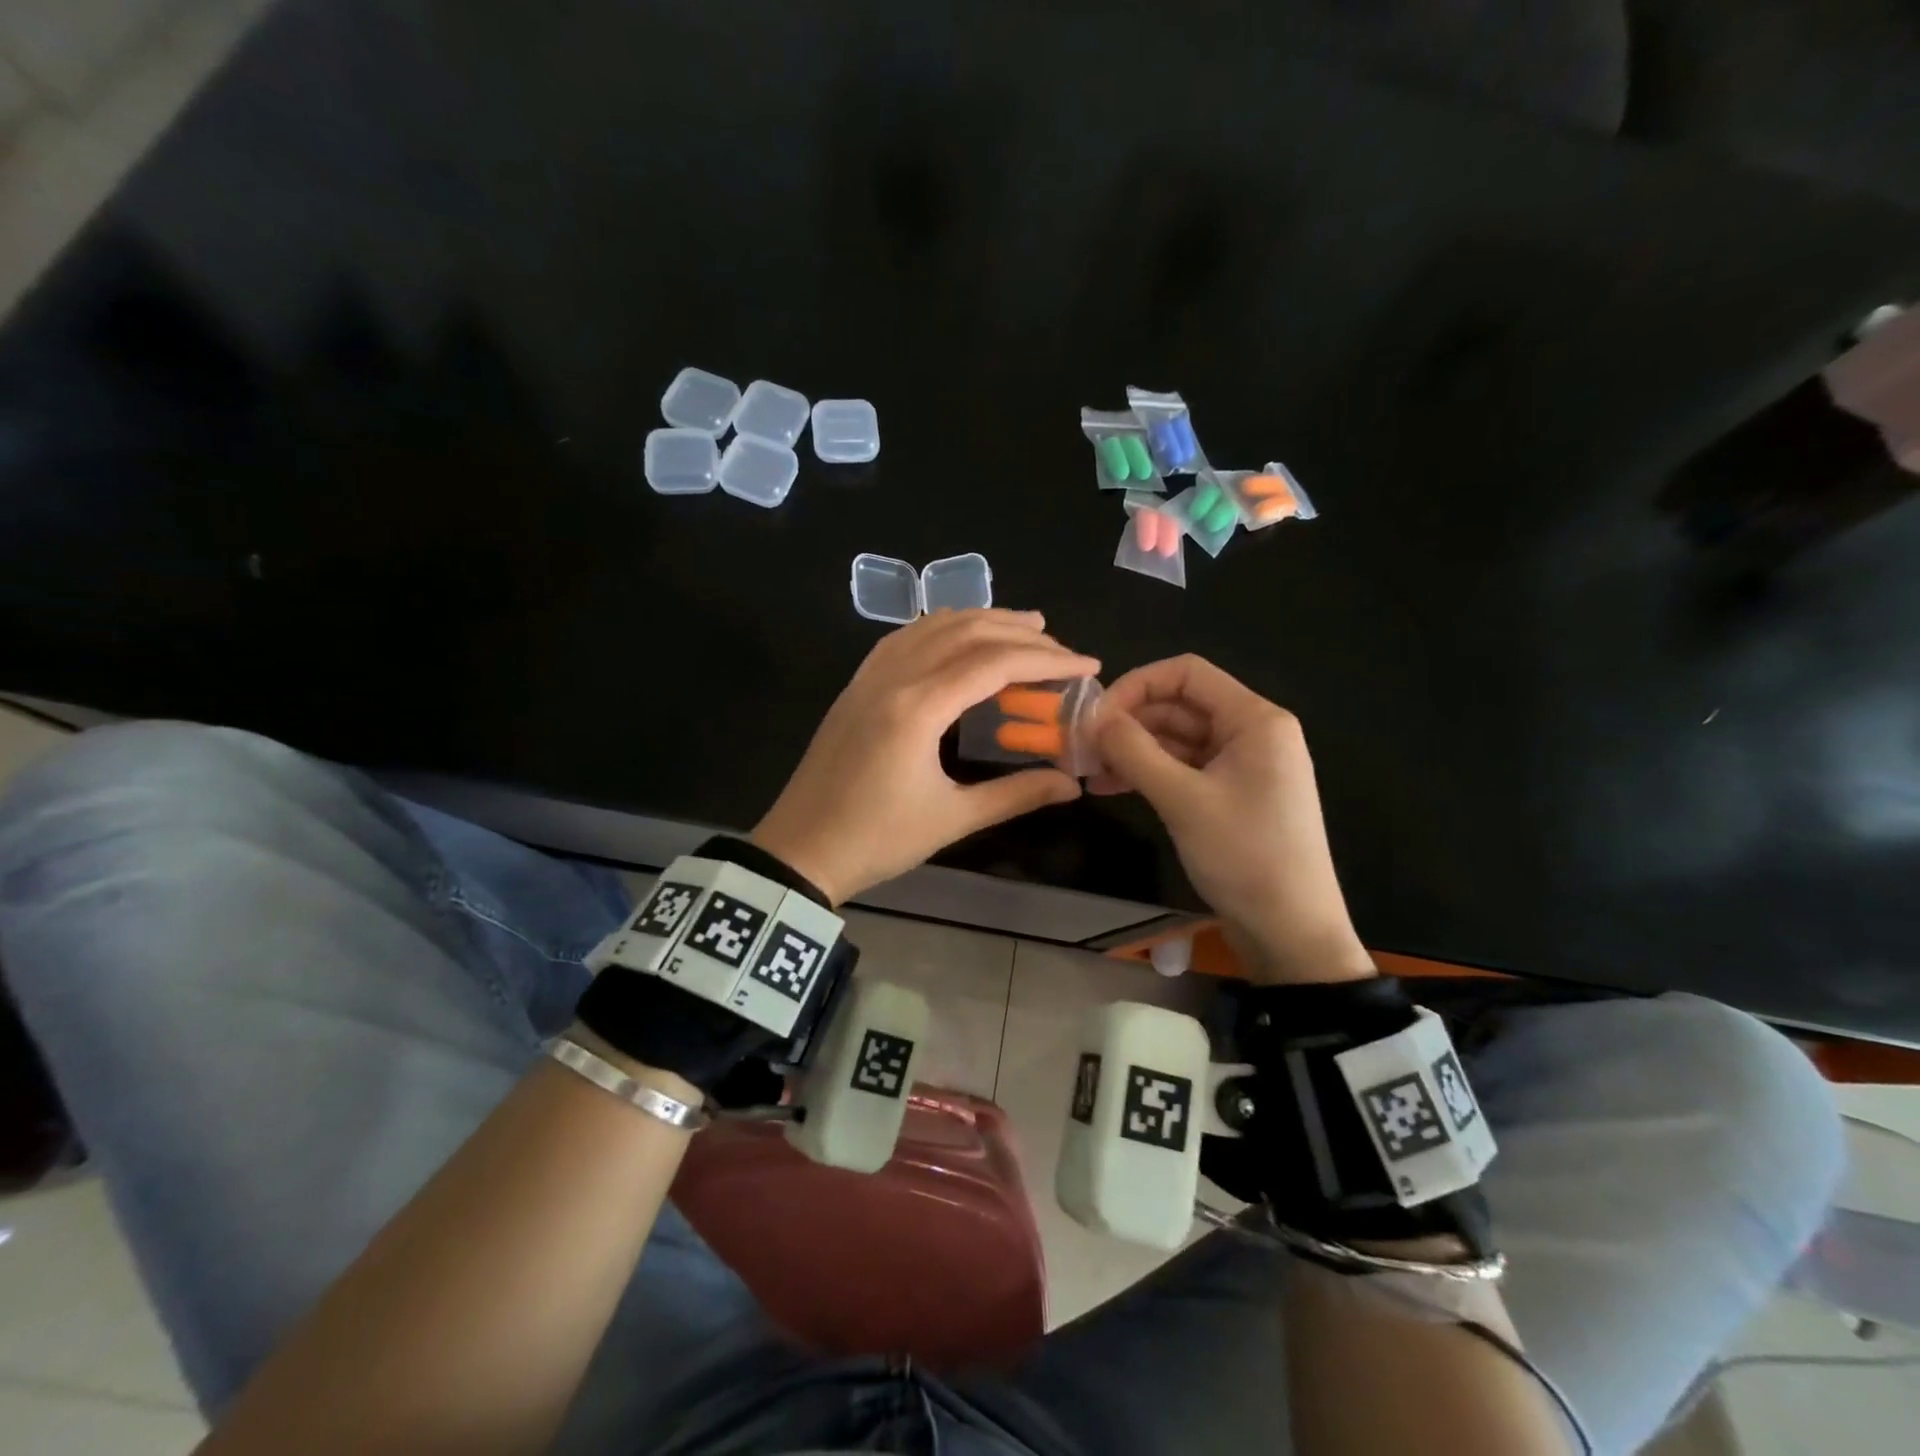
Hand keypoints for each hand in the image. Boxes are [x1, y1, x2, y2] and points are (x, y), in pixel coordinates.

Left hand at [751, 609, 1099, 903]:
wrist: (799, 851)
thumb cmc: (876, 840)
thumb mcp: (952, 819)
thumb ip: (1016, 794)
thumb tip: (1072, 785)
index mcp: (918, 707)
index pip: (994, 663)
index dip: (1047, 659)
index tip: (1087, 664)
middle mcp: (893, 678)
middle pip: (965, 632)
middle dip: (1019, 633)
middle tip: (1059, 645)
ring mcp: (868, 678)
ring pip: (931, 627)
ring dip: (980, 621)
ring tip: (1021, 627)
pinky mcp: (855, 687)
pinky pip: (902, 639)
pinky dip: (939, 628)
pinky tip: (956, 636)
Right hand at [1089, 655, 1374, 984]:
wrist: (1292, 933)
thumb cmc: (1245, 857)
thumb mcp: (1183, 800)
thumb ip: (1135, 751)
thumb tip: (1092, 717)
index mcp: (1254, 720)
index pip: (1187, 673)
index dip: (1136, 684)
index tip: (1096, 715)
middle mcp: (1251, 733)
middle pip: (1180, 706)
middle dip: (1129, 722)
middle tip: (1082, 747)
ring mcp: (1242, 766)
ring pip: (1178, 739)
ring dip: (1133, 750)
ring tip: (1089, 771)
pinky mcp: (1231, 795)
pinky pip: (1184, 769)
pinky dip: (1150, 773)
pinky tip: (1111, 788)